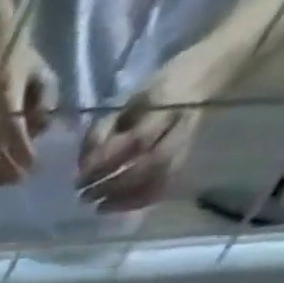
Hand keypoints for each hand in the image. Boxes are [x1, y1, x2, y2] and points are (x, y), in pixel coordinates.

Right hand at [0, 43, 57, 185]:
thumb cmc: (16, 59)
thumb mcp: (40, 73)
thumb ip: (44, 102)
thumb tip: (40, 132)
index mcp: (2, 95)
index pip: (11, 131)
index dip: (22, 152)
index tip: (33, 168)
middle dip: (1, 170)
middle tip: (17, 180)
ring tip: (0, 180)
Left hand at [78, 56, 209, 211]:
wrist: (204, 74)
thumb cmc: (151, 93)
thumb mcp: (122, 104)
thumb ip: (101, 133)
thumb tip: (82, 167)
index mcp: (163, 106)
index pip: (136, 141)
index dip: (106, 164)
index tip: (79, 181)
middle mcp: (180, 124)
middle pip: (152, 163)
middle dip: (114, 185)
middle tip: (85, 198)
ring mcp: (188, 139)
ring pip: (163, 175)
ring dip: (129, 197)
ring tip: (100, 208)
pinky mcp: (190, 151)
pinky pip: (169, 181)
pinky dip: (144, 198)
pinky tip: (121, 208)